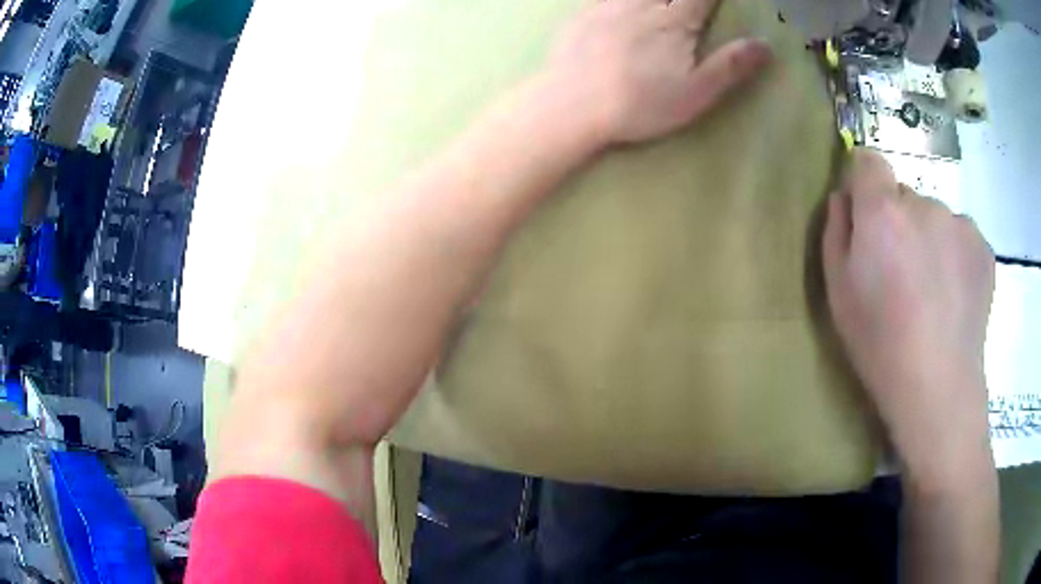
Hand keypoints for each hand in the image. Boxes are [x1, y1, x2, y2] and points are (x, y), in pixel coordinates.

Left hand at [547, 0, 771, 144]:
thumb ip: (730, 65)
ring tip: (670, 5)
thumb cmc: (639, 103)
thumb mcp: (694, 93)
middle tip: (691, 7)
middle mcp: (644, 2)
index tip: (717, 5)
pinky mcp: (585, 12)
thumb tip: (766, 45)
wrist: (571, 105)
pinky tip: (623, 6)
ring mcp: (611, 4)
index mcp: (675, 19)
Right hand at [822, 150, 995, 484]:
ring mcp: (959, 223)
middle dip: (899, 221)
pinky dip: (955, 255)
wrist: (938, 388)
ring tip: (932, 291)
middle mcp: (924, 204)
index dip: (864, 182)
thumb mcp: (838, 293)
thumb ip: (836, 232)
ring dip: (930, 239)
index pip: (869, 161)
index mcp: (883, 213)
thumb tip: (844, 197)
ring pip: (936, 217)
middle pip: (905, 195)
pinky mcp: (983, 246)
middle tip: (902, 273)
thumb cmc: (880, 345)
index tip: (866, 213)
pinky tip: (953, 296)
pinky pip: (961, 236)